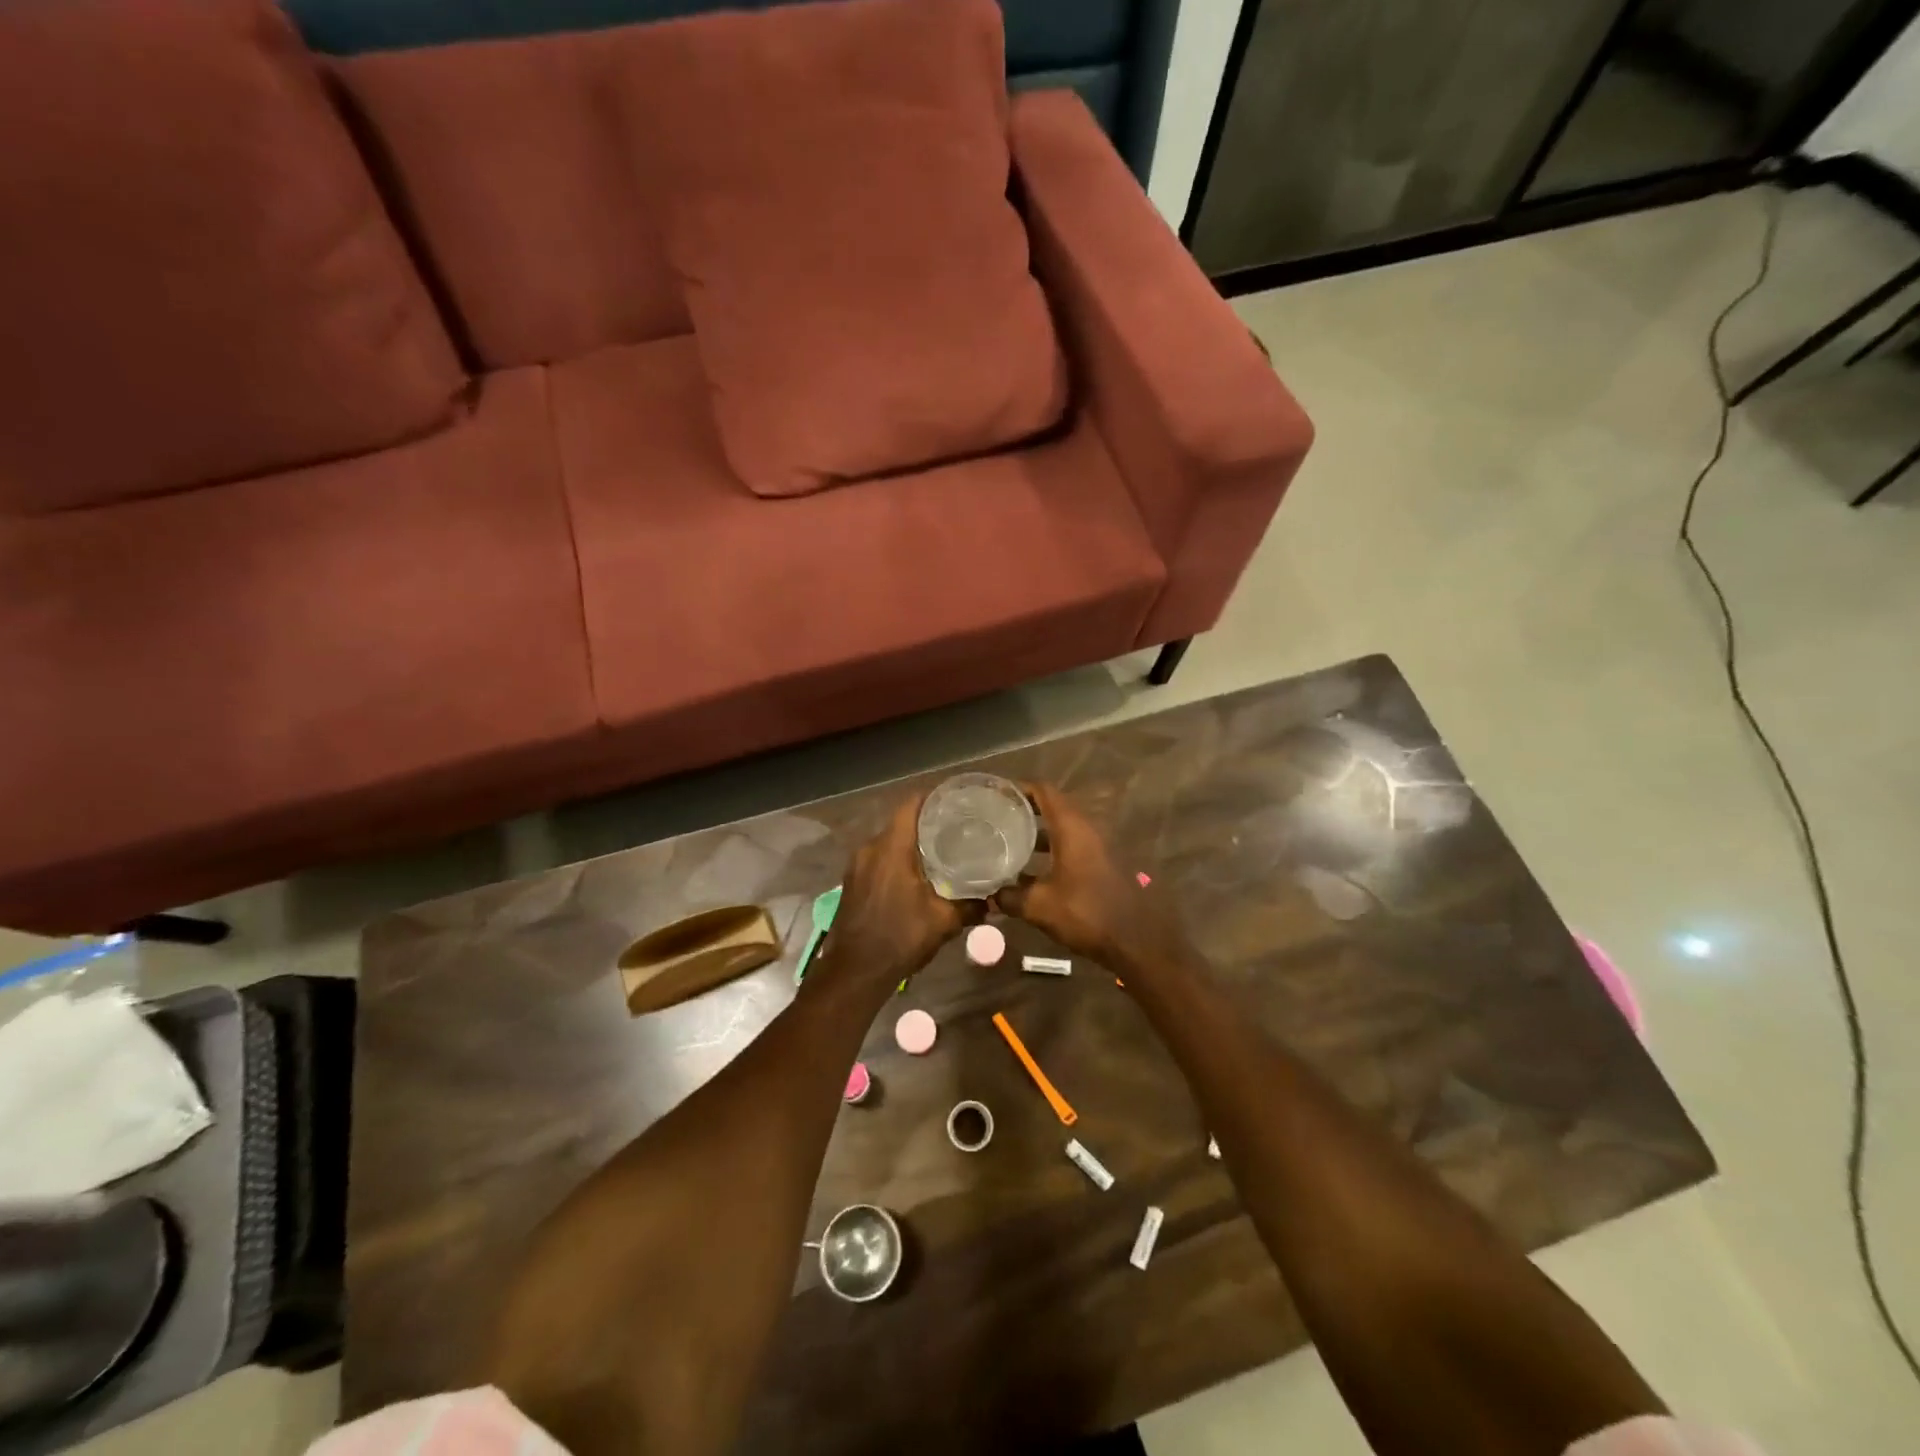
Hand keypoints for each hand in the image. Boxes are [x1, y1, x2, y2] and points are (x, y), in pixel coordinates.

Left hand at [819, 796, 975, 987]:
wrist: (855, 971)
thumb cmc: (899, 938)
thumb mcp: (943, 922)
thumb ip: (970, 907)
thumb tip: (993, 902)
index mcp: (891, 848)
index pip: (910, 805)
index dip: (932, 795)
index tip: (955, 797)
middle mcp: (870, 848)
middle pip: (900, 822)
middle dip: (926, 821)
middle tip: (956, 825)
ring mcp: (857, 865)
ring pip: (888, 841)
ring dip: (911, 841)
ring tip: (941, 847)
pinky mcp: (853, 881)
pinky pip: (878, 858)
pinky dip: (897, 858)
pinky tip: (917, 872)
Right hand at [993, 783, 1173, 964]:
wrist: (1137, 942)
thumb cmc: (1086, 913)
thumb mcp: (1039, 906)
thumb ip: (1010, 897)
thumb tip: (989, 896)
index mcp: (1072, 827)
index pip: (1044, 791)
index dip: (1020, 788)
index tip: (998, 794)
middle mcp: (1089, 829)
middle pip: (1055, 807)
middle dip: (1027, 811)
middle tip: (999, 819)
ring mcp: (1101, 846)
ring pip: (1065, 829)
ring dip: (1040, 834)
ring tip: (1012, 844)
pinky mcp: (1106, 864)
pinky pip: (1075, 846)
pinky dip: (1055, 850)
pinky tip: (1036, 871)